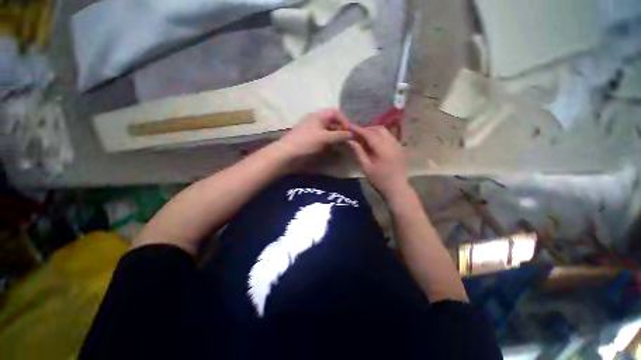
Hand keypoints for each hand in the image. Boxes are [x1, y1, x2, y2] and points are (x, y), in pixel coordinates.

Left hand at [276, 109, 351, 157]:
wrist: (287, 155)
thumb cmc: (306, 142)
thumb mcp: (324, 137)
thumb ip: (339, 135)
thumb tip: (352, 134)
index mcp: (318, 116)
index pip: (335, 113)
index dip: (344, 120)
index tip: (350, 131)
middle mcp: (316, 122)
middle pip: (333, 123)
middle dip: (341, 130)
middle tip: (349, 140)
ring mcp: (313, 132)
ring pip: (329, 132)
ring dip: (337, 138)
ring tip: (344, 146)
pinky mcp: (311, 142)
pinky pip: (324, 140)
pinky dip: (331, 144)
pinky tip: (334, 150)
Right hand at [348, 124, 408, 197]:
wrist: (397, 189)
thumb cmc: (379, 180)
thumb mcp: (366, 167)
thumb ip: (358, 152)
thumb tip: (350, 140)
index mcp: (383, 148)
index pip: (369, 134)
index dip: (358, 129)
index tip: (349, 126)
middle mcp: (392, 143)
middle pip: (379, 129)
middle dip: (367, 129)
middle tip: (357, 134)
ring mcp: (398, 145)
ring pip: (385, 132)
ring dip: (374, 132)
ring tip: (364, 138)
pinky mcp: (400, 148)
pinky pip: (389, 137)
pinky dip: (380, 136)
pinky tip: (375, 143)